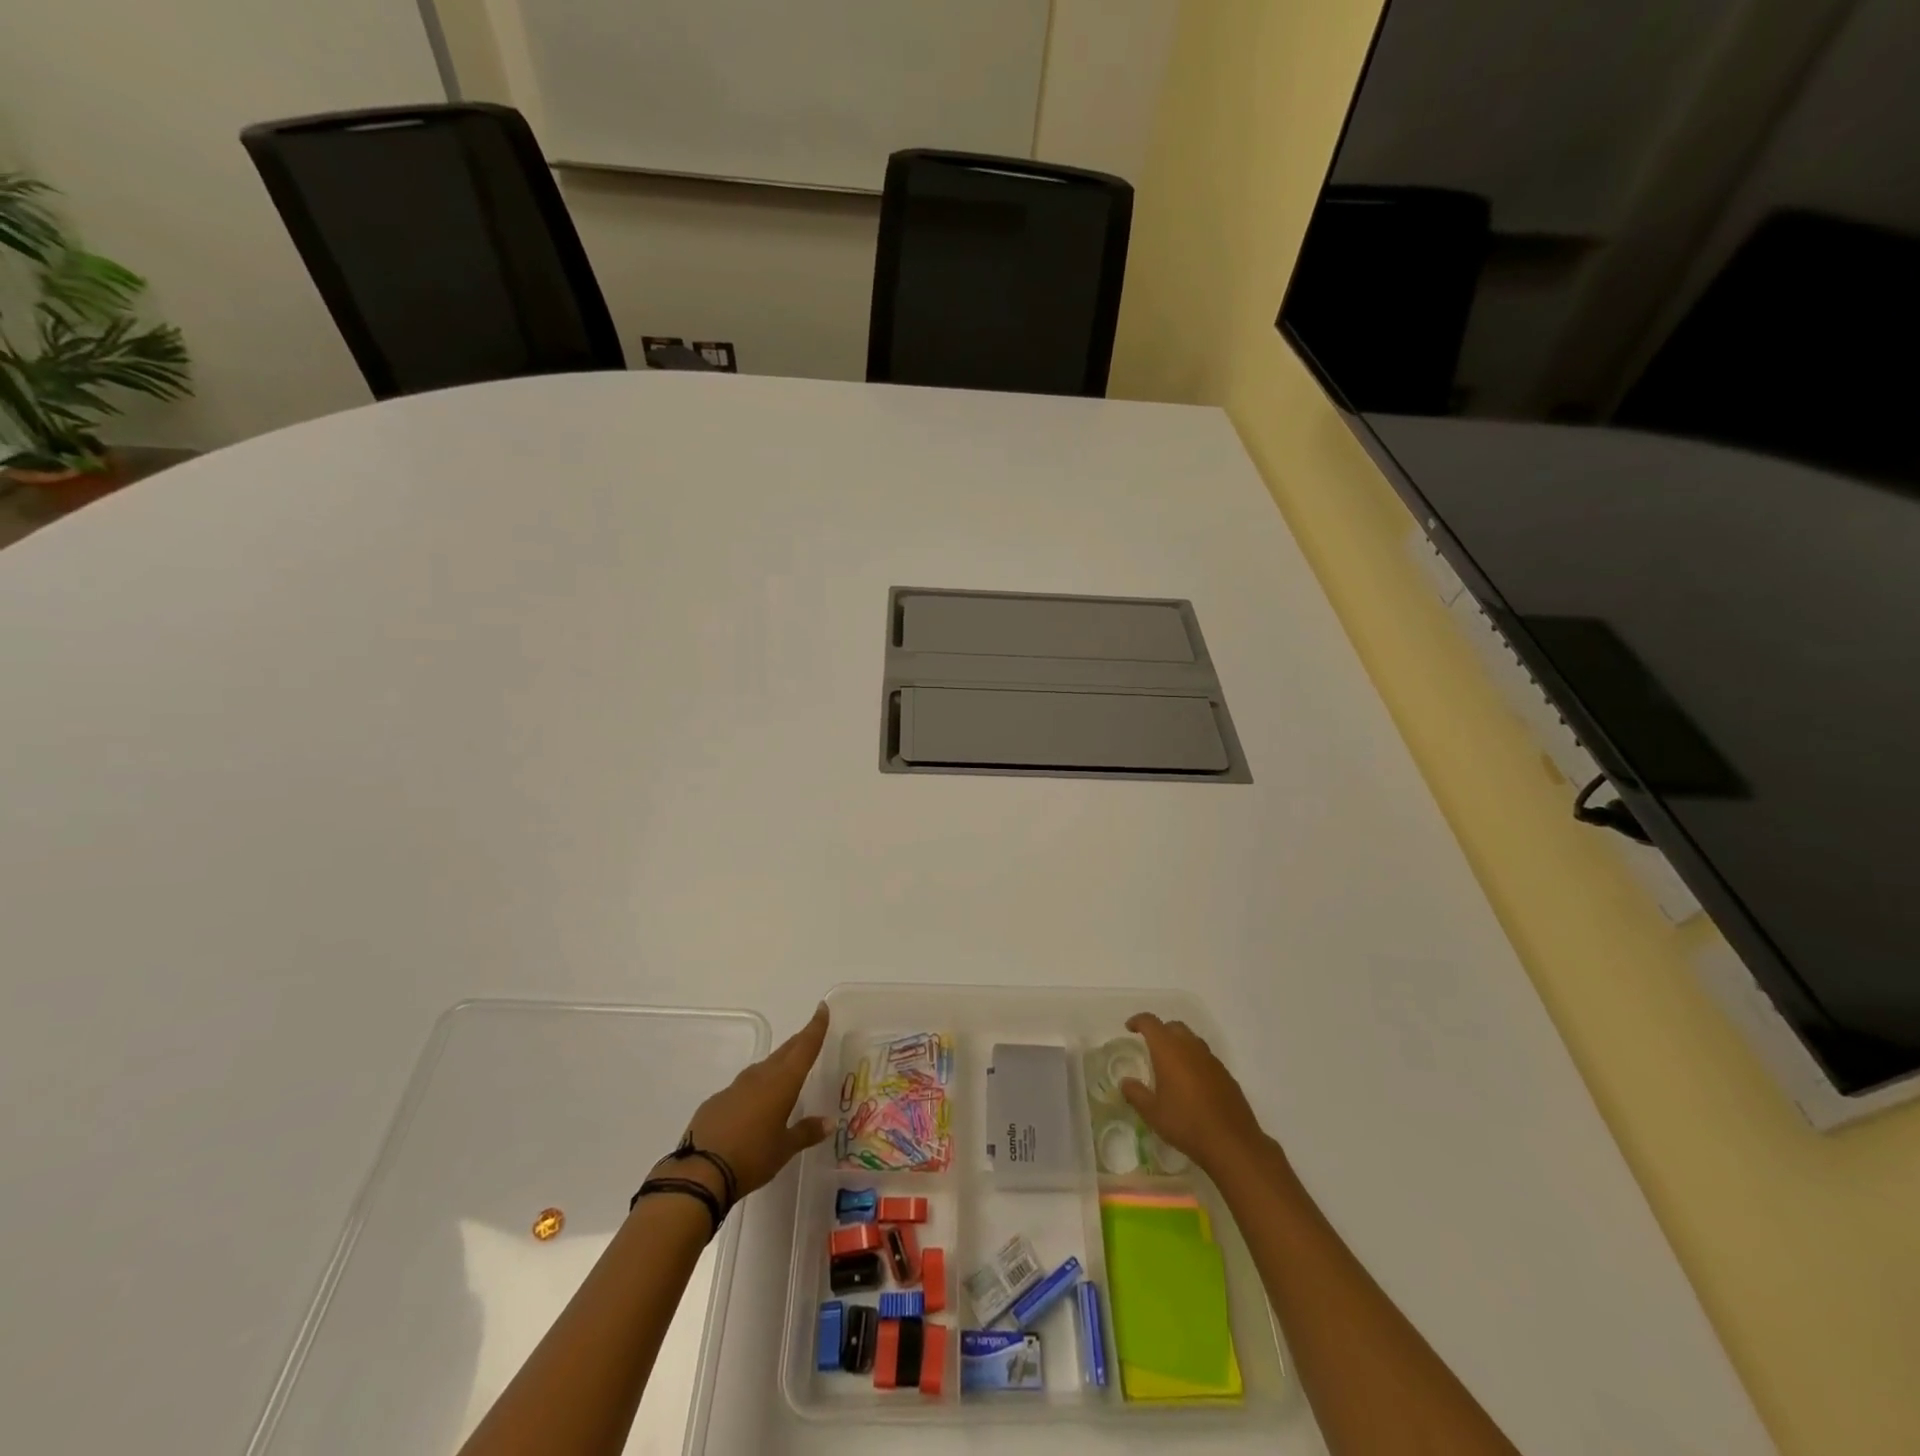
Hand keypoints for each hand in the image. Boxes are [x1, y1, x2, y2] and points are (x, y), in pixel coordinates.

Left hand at [678, 1002, 832, 1199]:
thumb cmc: (752, 1157)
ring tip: (785, 1070)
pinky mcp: (716, 1101)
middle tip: (809, 1034)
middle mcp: (759, 1077)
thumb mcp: (784, 1149)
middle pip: (784, 1053)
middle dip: (798, 1042)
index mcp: (782, 1083)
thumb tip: (829, 1123)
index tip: (821, 1008)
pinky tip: (753, 1105)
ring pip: (762, 1068)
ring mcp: (735, 1087)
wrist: (700, 1172)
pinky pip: (742, 1088)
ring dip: (776, 1065)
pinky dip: (754, 1089)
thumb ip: (807, 1132)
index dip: (815, 1027)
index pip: (804, 1047)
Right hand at [1121, 1012, 1268, 1177]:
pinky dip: (1194, 1061)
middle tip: (1150, 1047)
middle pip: (1173, 1027)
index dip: (1138, 1021)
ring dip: (1179, 1045)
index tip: (1130, 1028)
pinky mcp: (1225, 1074)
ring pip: (1192, 1040)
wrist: (1232, 1143)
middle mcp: (1190, 1047)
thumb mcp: (1152, 1113)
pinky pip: (1205, 1057)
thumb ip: (1136, 1094)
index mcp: (1169, 1050)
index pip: (1151, 1023)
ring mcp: (1211, 1060)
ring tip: (1171, 1066)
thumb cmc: (1186, 1124)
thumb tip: (1125, 1082)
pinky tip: (1191, 1083)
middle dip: (1160, 1031)